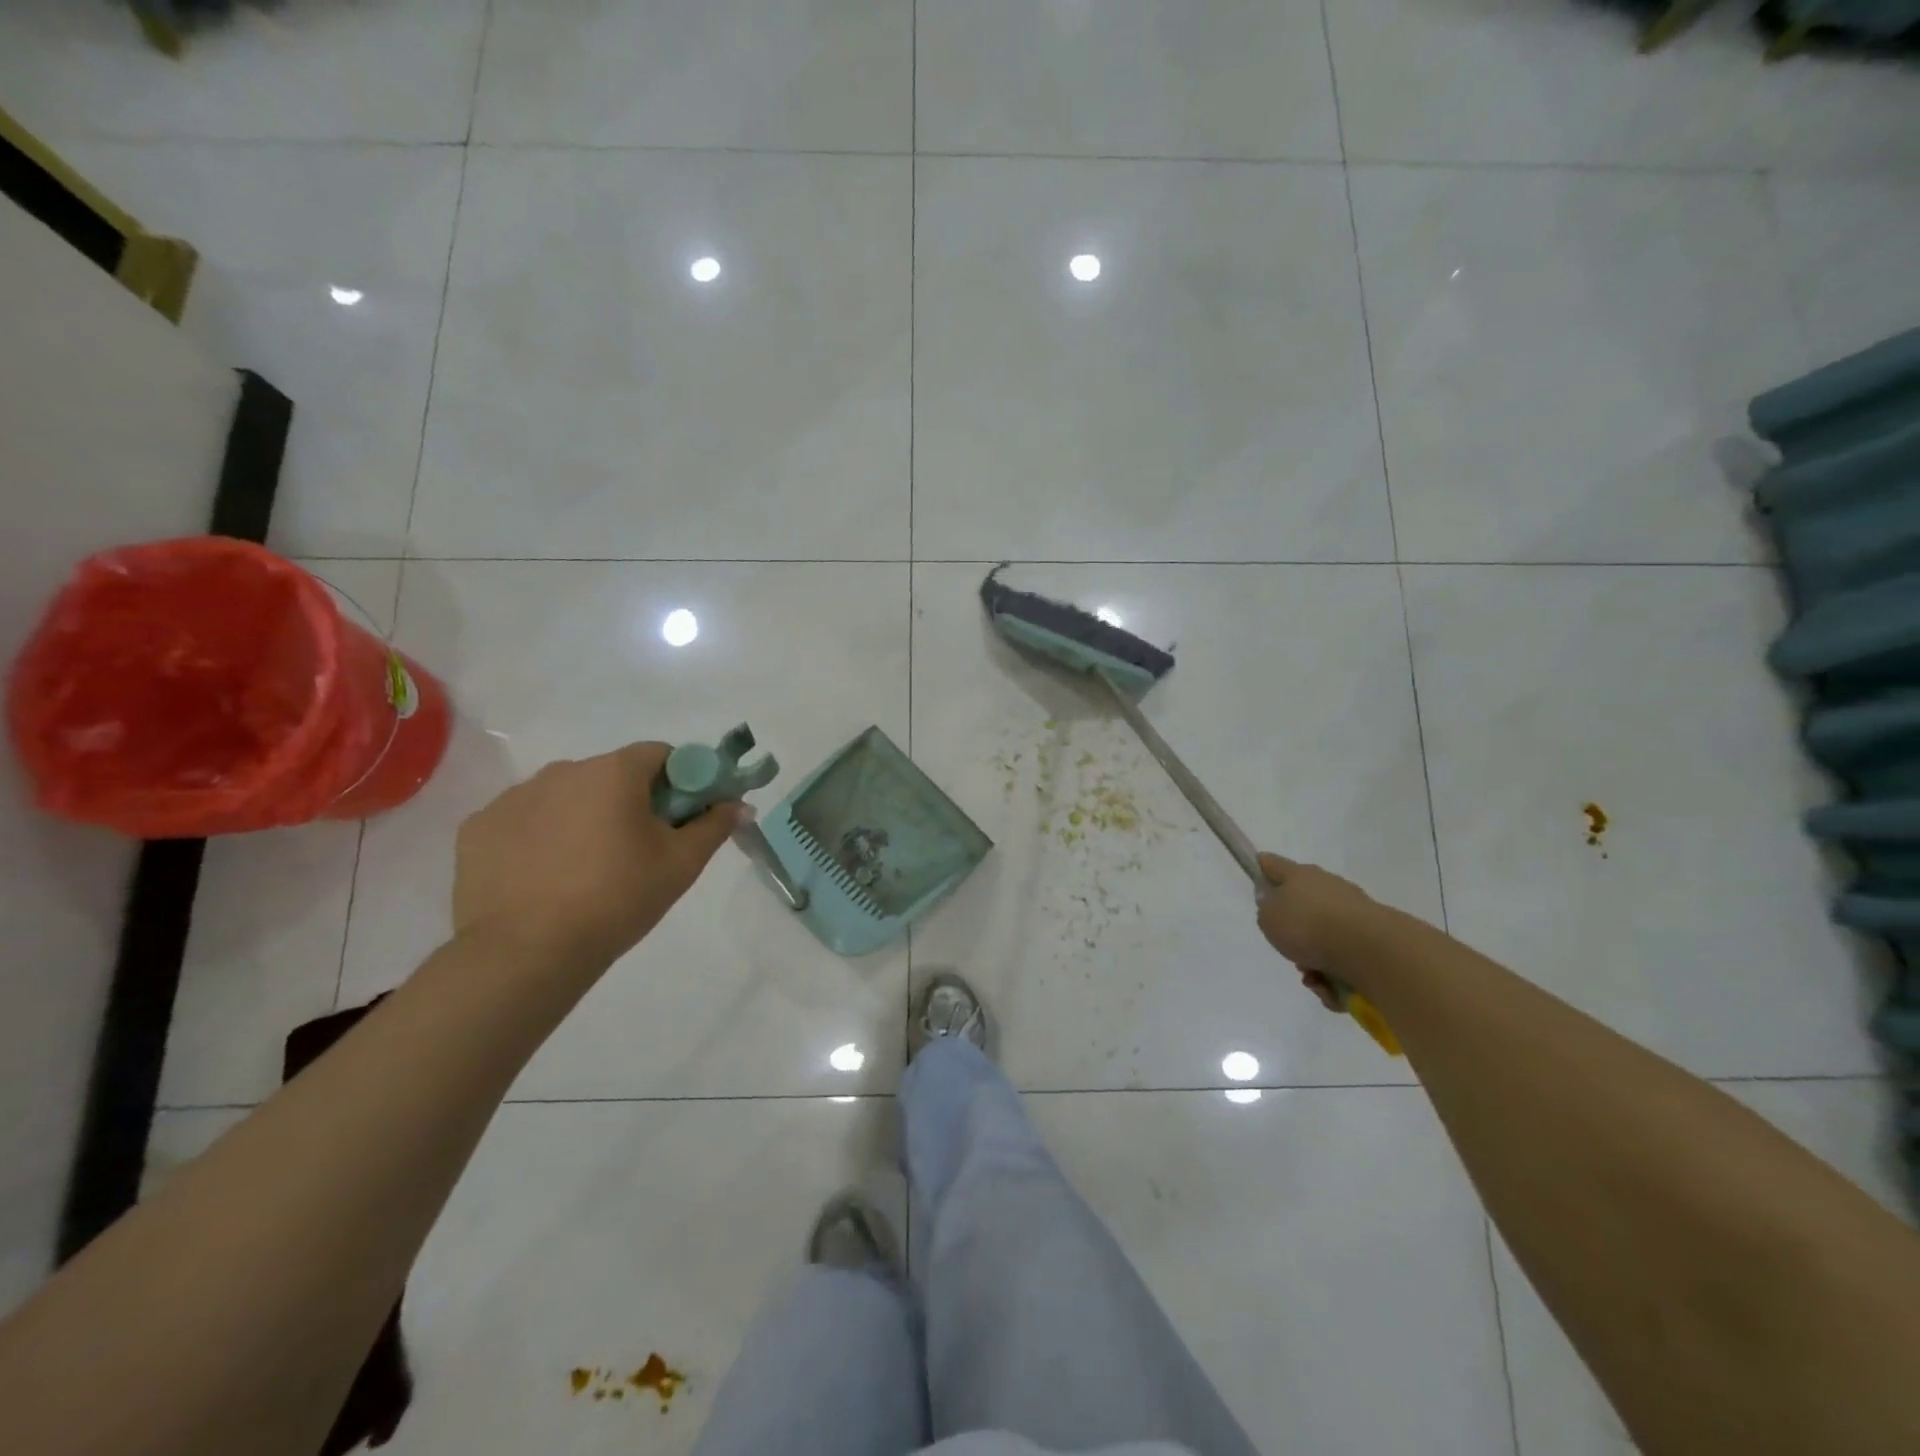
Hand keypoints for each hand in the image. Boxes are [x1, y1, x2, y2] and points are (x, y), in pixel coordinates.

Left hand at [453, 742, 744, 973]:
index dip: (680, 781)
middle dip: (631, 801)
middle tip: (639, 849)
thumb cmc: (617, 899)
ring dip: (584, 816)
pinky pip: (525, 820)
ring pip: (567, 796)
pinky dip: (541, 837)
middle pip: (612, 774)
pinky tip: (545, 877)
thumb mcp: (681, 865)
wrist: (526, 953)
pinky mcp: (479, 827)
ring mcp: (513, 797)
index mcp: (613, 772)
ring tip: (587, 869)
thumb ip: (714, 826)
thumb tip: (739, 804)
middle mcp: (562, 770)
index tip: (681, 817)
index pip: (661, 754)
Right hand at [1256, 854, 1379, 1007]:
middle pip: (1302, 904)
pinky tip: (1333, 988)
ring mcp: (1353, 909)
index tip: (1256, 877)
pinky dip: (1336, 973)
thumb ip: (1266, 909)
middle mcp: (1327, 886)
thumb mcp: (1268, 918)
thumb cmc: (1308, 926)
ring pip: (1323, 935)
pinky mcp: (1373, 936)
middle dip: (1293, 931)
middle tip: (1288, 951)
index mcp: (1299, 875)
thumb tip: (1275, 903)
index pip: (1273, 864)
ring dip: (1314, 959)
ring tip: (1314, 979)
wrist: (1369, 949)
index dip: (1262, 869)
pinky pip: (1345, 956)